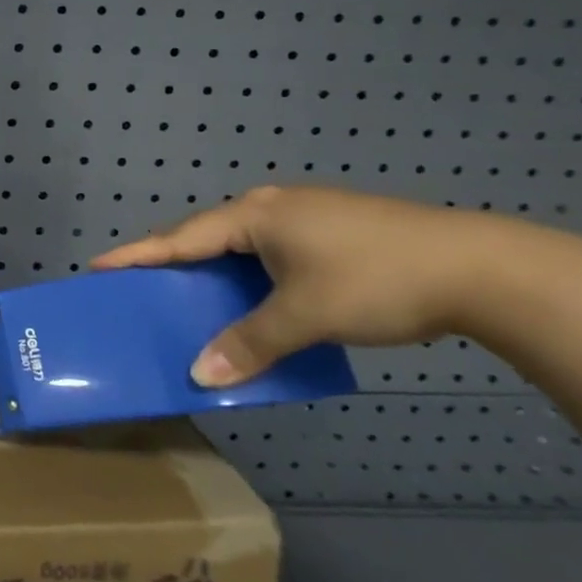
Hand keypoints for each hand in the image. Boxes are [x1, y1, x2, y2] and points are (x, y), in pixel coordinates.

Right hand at [91, 185, 494, 386]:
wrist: (482, 268)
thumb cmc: (377, 281)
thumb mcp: (306, 316)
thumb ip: (250, 343)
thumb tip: (201, 374)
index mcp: (255, 215)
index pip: (180, 237)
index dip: (138, 254)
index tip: (98, 265)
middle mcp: (272, 206)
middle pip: (207, 235)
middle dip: (174, 260)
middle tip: (144, 283)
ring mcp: (307, 215)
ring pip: (242, 244)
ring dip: (216, 270)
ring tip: (195, 294)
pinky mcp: (335, 229)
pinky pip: (272, 251)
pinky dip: (251, 274)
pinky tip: (258, 296)